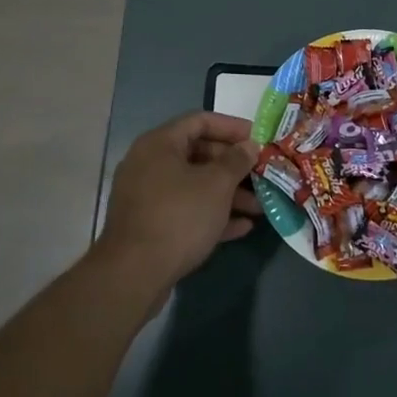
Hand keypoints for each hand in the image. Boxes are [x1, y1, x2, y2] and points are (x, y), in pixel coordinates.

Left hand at [97, 111, 262, 291]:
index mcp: (159, 144)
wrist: (134, 275)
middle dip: (234, 167)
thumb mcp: (216, 185)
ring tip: (259, 207)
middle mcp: (149, 164)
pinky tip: (242, 227)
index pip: (200, 121)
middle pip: (198, 154)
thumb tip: (249, 146)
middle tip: (262, 175)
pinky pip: (186, 211)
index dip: (232, 127)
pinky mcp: (150, 226)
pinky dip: (212, 215)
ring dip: (228, 194)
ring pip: (194, 186)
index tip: (259, 138)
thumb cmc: (178, 216)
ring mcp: (147, 197)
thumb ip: (236, 161)